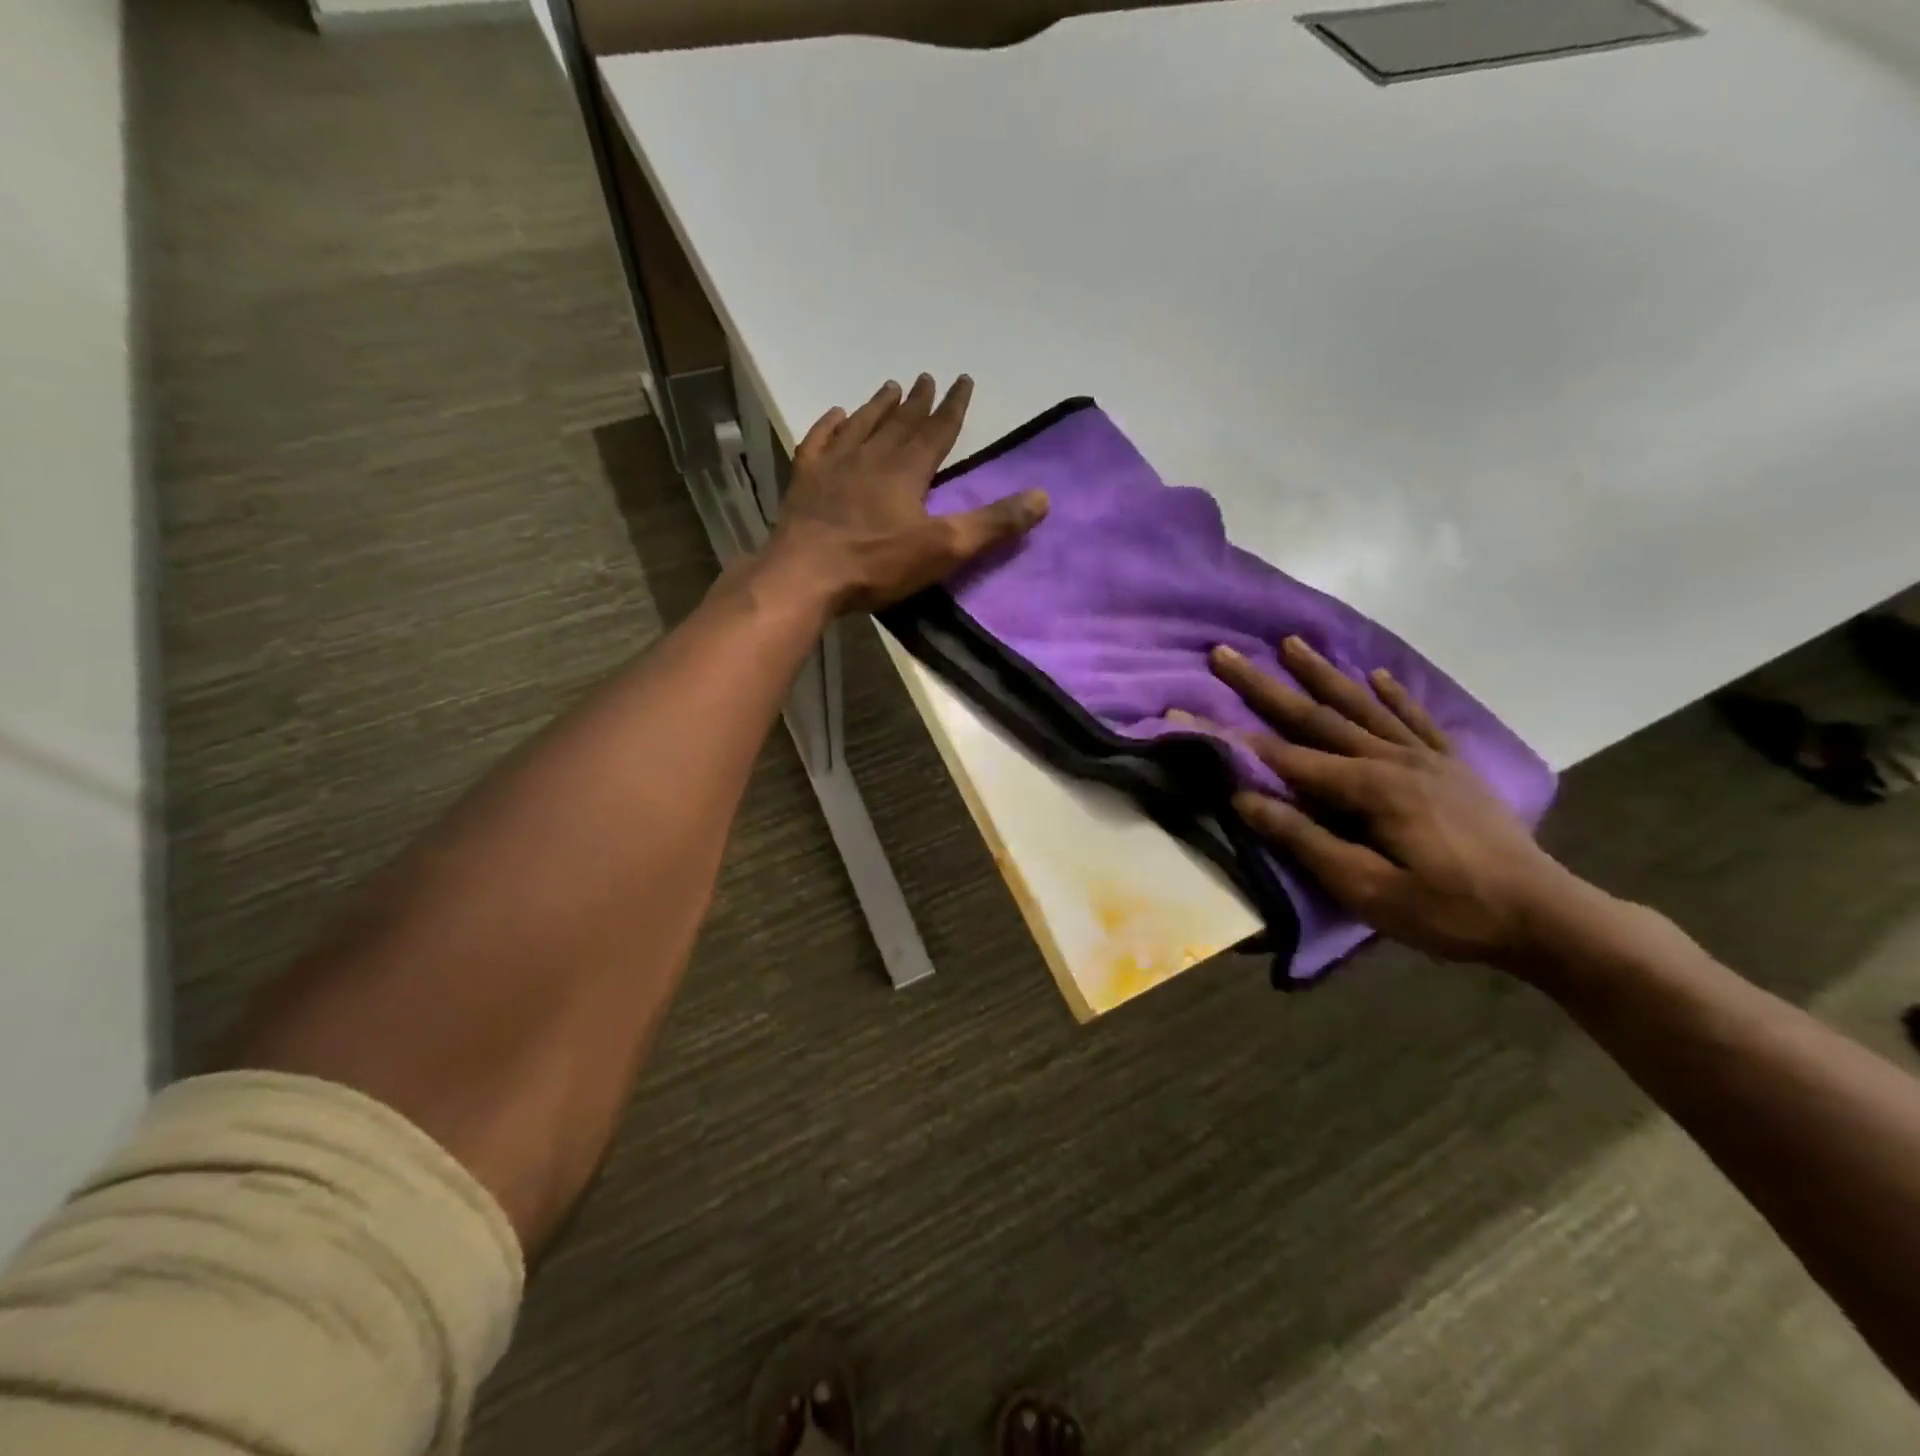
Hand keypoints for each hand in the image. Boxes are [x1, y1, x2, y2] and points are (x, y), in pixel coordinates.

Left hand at [761, 374, 1048, 613]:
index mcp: (907, 470)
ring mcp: (834, 466)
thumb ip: (992, 523)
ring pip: (861, 425)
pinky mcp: (805, 481)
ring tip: (889, 386)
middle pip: (900, 422)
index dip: (953, 407)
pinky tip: (836, 415)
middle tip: (927, 377)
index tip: (962, 380)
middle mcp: (871, 456)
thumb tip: (1042, 497)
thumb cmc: (877, 563)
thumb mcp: (944, 548)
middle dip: (918, 401)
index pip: (937, 430)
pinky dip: (830, 425)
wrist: (806, 575)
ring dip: (878, 406)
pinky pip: (819, 442)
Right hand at [1207, 637, 1587, 969]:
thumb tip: (1245, 800)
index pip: (1282, 756)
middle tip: (1226, 654)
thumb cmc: (1449, 910)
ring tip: (1292, 642)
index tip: (1185, 712)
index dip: (1229, 737)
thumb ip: (1305, 840)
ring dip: (1322, 674)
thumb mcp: (1368, 889)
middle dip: (1265, 685)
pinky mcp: (1452, 767)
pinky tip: (1375, 675)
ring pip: (1362, 706)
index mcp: (1370, 787)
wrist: (1548, 917)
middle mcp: (1393, 758)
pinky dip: (1393, 695)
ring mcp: (1426, 758)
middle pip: (1316, 716)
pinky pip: (1416, 720)